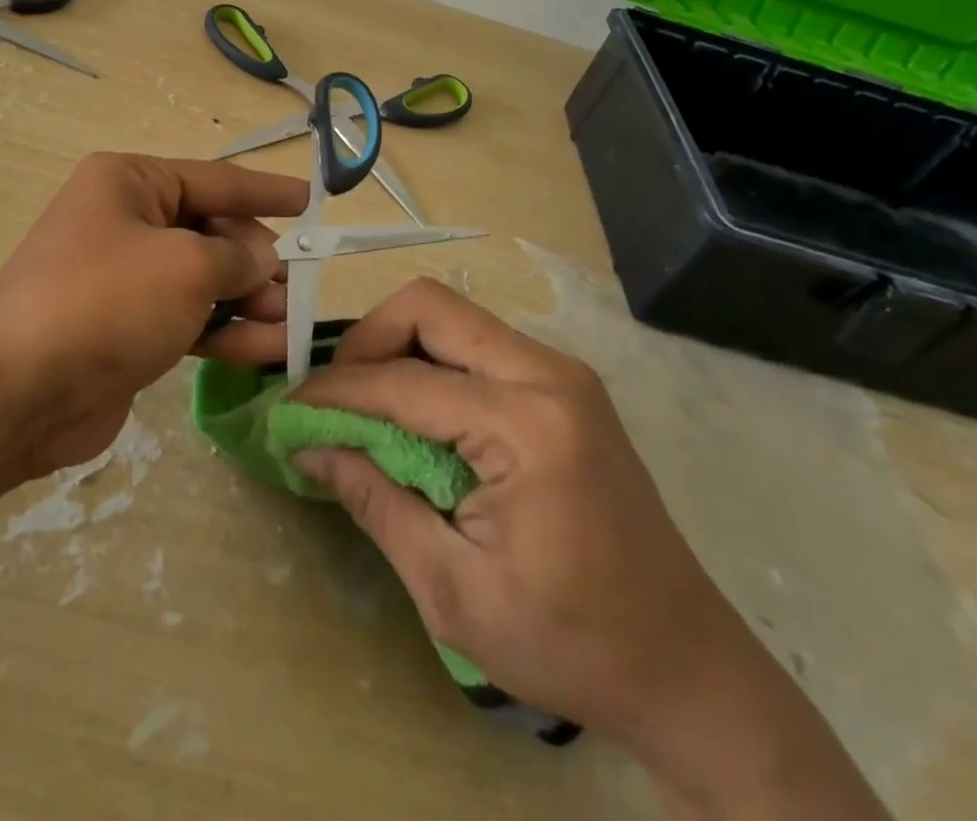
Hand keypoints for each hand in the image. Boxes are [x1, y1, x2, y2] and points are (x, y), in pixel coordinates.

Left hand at [0, 152, 307, 478]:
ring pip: (203, 281)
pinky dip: (227, 334)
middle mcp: (125, 223)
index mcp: (130, 183)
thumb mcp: (187, 265)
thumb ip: (238, 258)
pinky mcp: (126, 331)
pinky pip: (189, 322)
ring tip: (294, 323)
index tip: (310, 199)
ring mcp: (125, 280)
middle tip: (299, 285)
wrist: (18, 390)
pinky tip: (271, 351)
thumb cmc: (107, 300)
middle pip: (210, 232)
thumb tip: (262, 262)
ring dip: (249, 301)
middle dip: (257, 259)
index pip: (214, 179)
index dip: (264, 191)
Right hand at [290, 278, 887, 819]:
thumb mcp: (454, 590)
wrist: (689, 670)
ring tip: (365, 406)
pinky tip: (415, 415)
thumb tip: (310, 448)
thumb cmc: (572, 644)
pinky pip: (477, 345)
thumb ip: (375, 502)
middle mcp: (548, 374)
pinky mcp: (565, 387)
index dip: (334, 392)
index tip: (288, 412)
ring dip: (398, 348)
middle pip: (430, 306)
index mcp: (526, 425)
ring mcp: (562, 373)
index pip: (402, 381)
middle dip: (367, 341)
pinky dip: (431, 364)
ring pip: (452, 317)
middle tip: (335, 397)